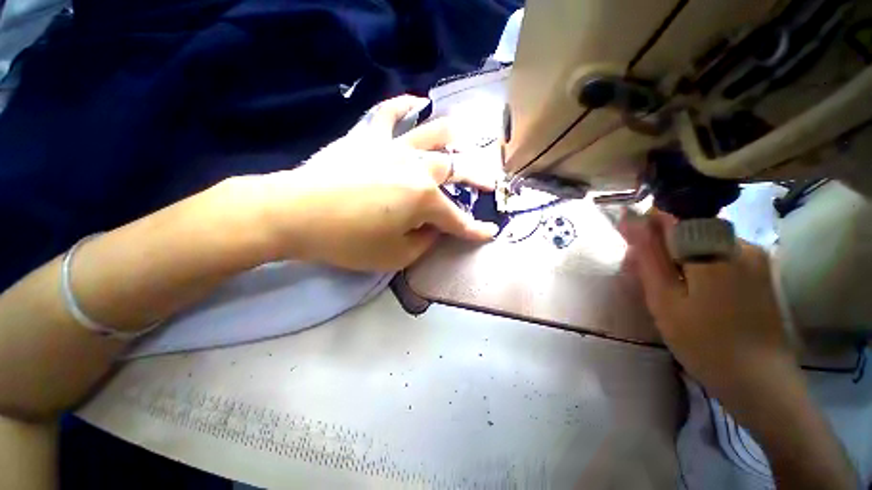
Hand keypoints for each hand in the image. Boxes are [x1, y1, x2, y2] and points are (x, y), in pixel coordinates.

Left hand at [249, 95, 500, 270]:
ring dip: (452, 138)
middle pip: (454, 170)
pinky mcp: (368, 139)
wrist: (295, 214)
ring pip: (431, 136)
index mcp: (424, 199)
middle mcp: (417, 168)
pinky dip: (404, 106)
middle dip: (476, 179)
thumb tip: (432, 230)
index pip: (458, 219)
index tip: (491, 232)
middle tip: (489, 183)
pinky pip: (389, 114)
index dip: (475, 229)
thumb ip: (422, 243)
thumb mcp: (395, 256)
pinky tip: (417, 101)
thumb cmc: (348, 240)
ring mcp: (393, 149)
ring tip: (464, 137)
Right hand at [618, 212, 793, 395]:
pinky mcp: (761, 273)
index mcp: (714, 248)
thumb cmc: (704, 342)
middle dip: (662, 248)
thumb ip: (648, 254)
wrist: (760, 383)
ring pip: (703, 244)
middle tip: (648, 281)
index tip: (636, 256)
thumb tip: (631, 218)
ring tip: (670, 292)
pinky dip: (699, 268)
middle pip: (688, 230)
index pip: (670, 217)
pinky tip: (694, 296)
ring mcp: (755, 258)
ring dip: (679, 259)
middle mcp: (740, 244)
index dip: (646, 232)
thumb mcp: (665, 298)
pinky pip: (720, 256)